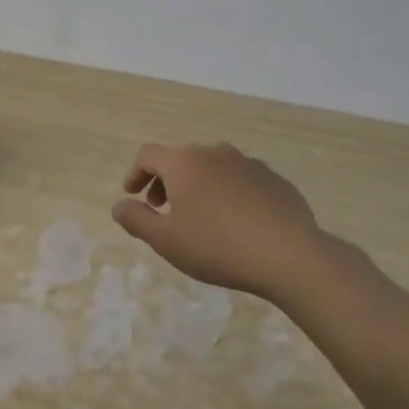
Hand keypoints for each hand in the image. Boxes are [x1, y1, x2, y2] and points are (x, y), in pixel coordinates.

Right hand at [110, 143, 334, 299]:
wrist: (289, 255)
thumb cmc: (218, 247)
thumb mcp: (166, 241)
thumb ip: (137, 220)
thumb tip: (119, 205)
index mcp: (184, 163)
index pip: (148, 155)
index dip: (135, 173)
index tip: (133, 195)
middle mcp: (214, 153)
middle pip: (181, 158)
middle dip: (166, 180)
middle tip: (163, 208)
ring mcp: (247, 163)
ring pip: (212, 166)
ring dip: (198, 184)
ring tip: (200, 214)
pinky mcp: (273, 178)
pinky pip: (239, 178)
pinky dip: (227, 191)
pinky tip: (235, 220)